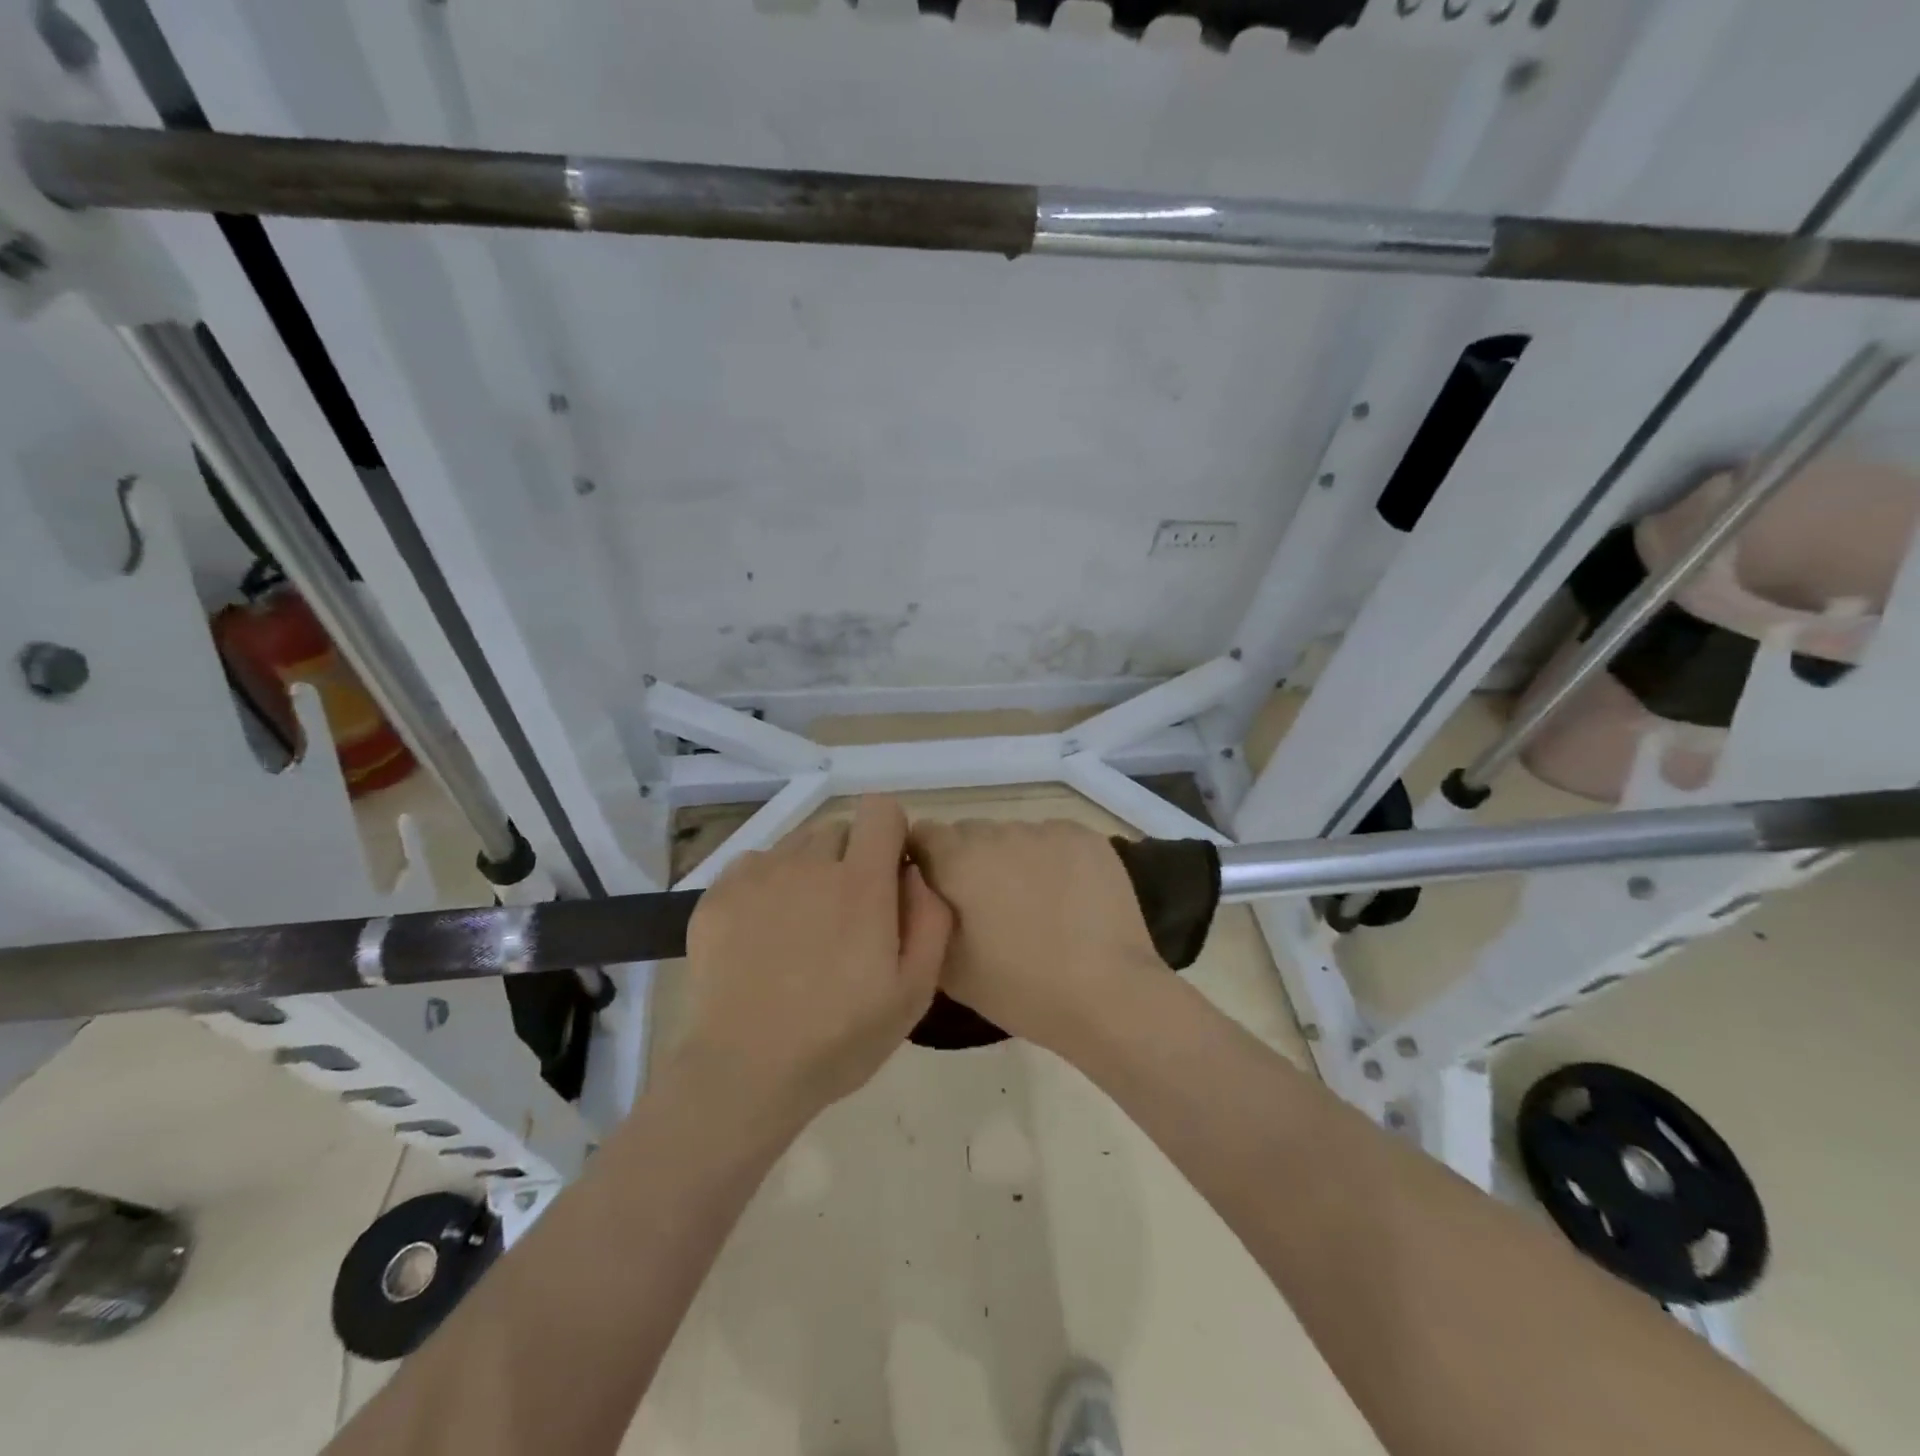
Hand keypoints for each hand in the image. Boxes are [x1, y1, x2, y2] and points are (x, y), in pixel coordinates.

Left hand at [680, 796, 951, 1120]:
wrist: (743, 1073)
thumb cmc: (839, 1039)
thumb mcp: (914, 992)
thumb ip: (930, 919)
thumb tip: (914, 871)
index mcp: (860, 882)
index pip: (880, 809)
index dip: (891, 834)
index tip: (889, 873)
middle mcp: (808, 863)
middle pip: (839, 828)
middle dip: (851, 857)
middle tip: (846, 913)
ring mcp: (757, 875)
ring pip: (796, 844)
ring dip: (809, 869)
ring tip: (802, 925)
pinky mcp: (718, 894)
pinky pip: (754, 864)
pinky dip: (767, 884)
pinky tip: (763, 932)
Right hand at [907, 818, 1163, 1054]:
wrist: (1109, 994)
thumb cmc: (1021, 988)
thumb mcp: (948, 968)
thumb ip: (924, 917)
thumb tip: (922, 891)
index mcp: (958, 859)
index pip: (923, 834)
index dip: (926, 861)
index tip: (940, 893)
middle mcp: (998, 831)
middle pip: (969, 833)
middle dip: (970, 861)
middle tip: (988, 907)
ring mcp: (1046, 830)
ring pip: (1013, 835)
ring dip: (1012, 859)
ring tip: (1035, 905)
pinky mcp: (1085, 836)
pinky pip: (1052, 839)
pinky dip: (1052, 860)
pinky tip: (1068, 898)